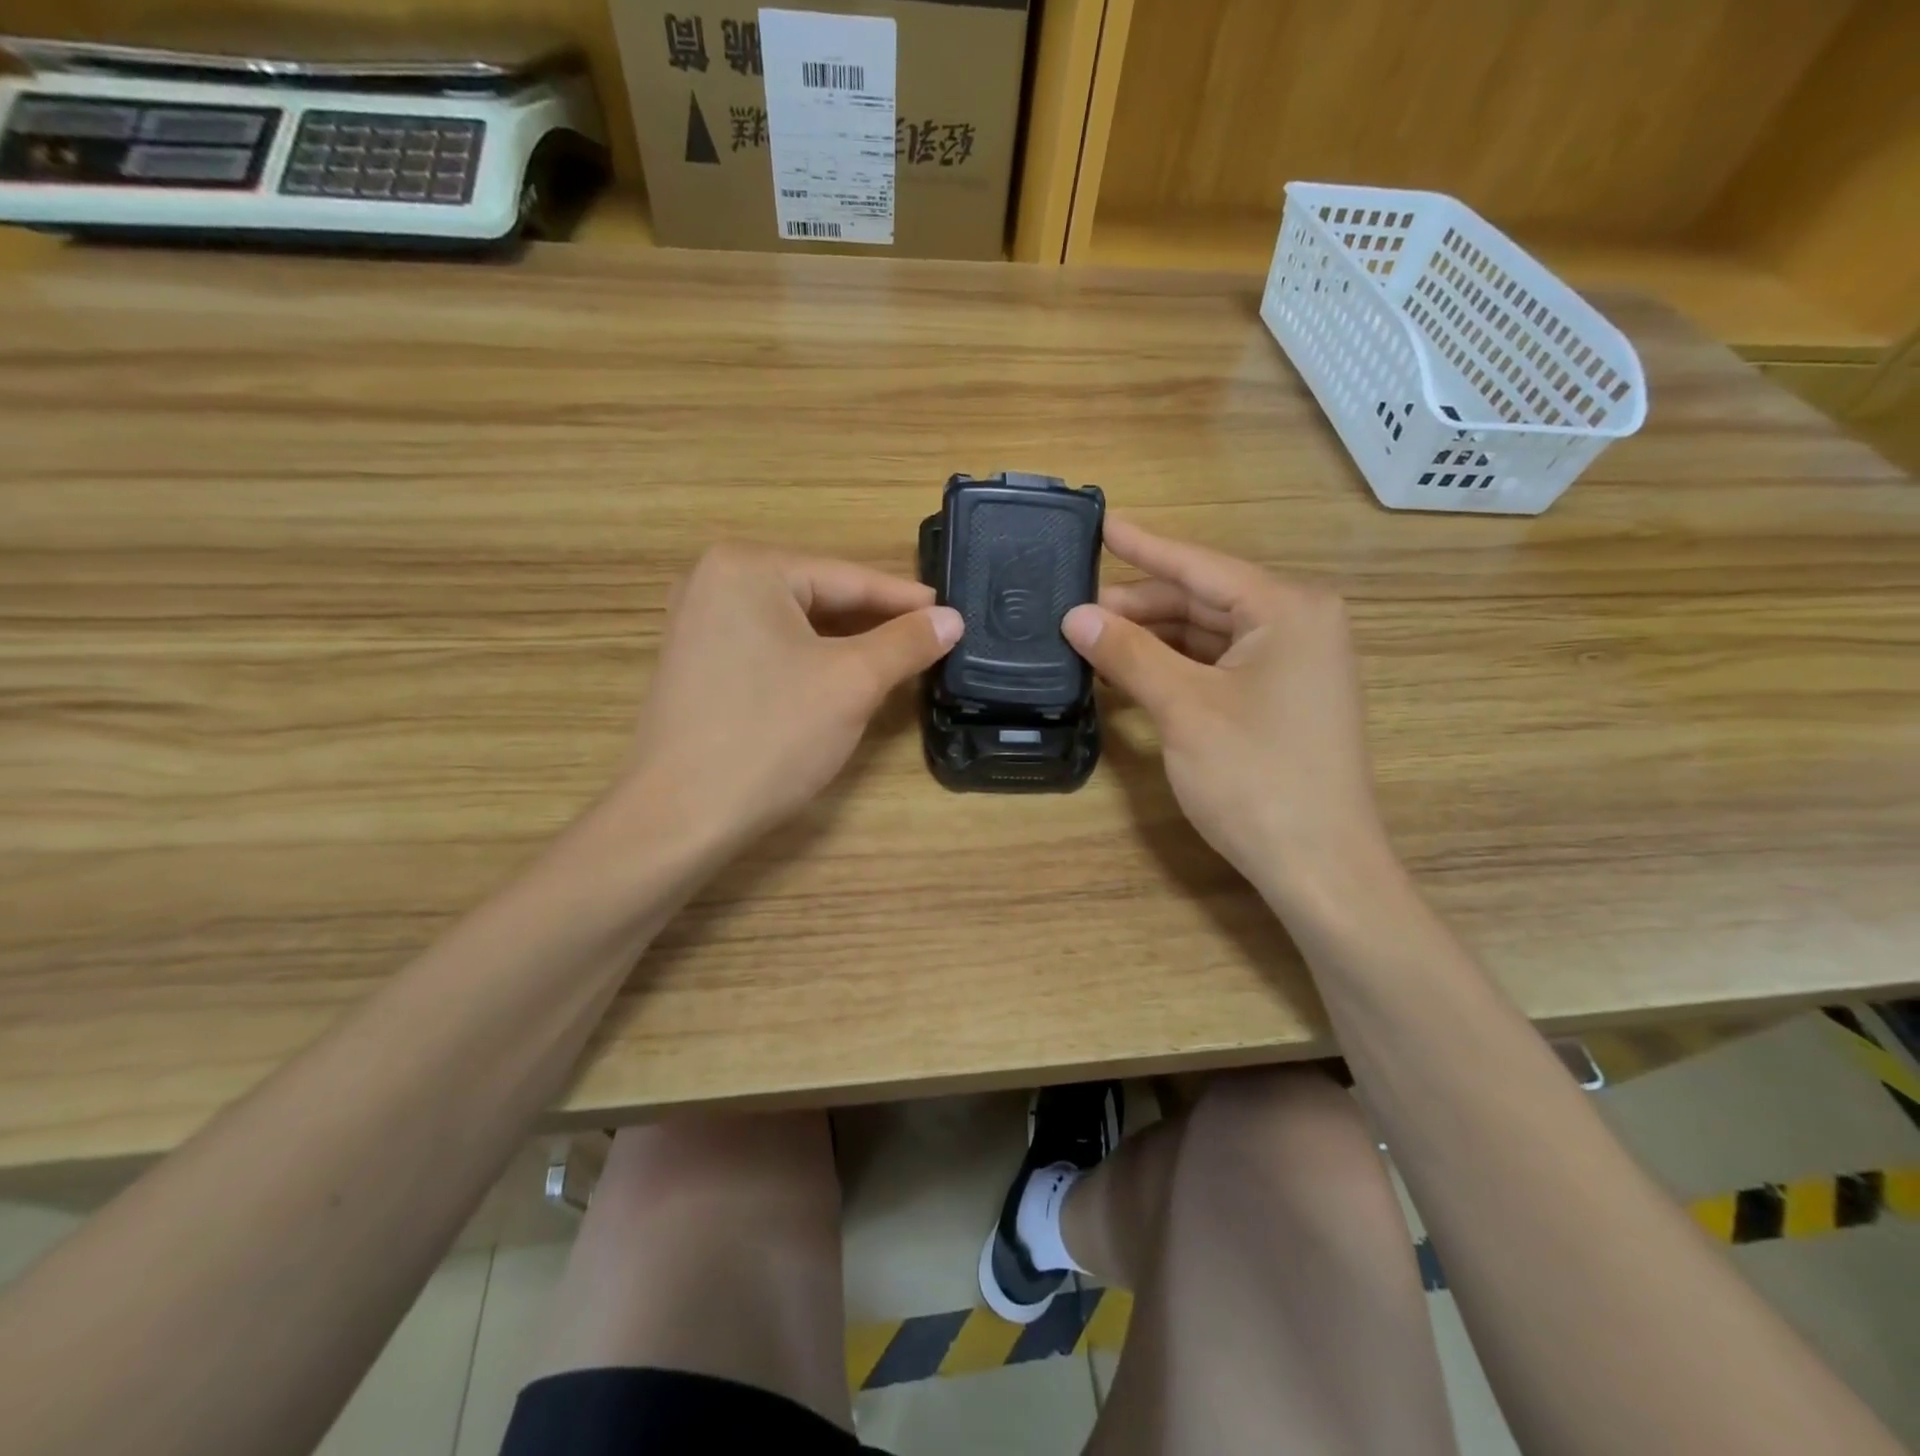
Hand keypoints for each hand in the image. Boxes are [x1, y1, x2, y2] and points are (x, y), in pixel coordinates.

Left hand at [625, 543, 961, 858]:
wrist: (681, 816)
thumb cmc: (771, 736)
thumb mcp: (852, 683)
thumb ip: (906, 643)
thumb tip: (952, 618)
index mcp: (747, 566)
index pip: (847, 577)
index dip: (906, 600)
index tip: (952, 614)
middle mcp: (713, 579)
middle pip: (819, 596)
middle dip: (875, 622)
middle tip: (931, 640)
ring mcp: (697, 621)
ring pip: (795, 624)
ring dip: (846, 643)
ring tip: (898, 659)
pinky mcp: (695, 662)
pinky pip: (769, 646)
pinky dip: (810, 659)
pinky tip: (841, 677)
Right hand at [1063, 518, 1388, 899]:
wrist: (1320, 866)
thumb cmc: (1256, 777)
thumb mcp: (1184, 708)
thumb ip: (1129, 654)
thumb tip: (1075, 616)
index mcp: (1288, 608)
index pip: (1200, 565)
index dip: (1143, 546)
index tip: (1099, 523)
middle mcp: (1299, 623)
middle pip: (1203, 599)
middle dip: (1140, 606)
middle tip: (1076, 612)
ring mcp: (1295, 664)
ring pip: (1208, 635)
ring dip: (1153, 640)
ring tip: (1092, 643)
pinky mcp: (1283, 699)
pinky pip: (1219, 666)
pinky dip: (1176, 668)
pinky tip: (1132, 674)